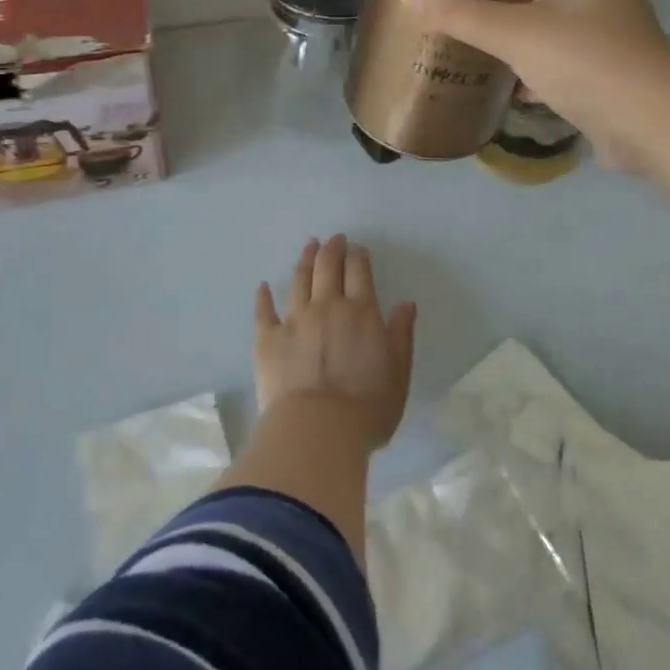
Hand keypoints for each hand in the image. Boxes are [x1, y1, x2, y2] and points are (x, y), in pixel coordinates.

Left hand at [252, 235, 416, 449]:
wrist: (317, 429)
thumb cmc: (367, 408)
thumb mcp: (398, 374)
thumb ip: (401, 336)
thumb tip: (406, 304)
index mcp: (361, 313)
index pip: (359, 272)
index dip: (358, 256)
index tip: (357, 249)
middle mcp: (326, 307)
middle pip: (328, 267)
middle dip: (332, 248)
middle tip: (334, 239)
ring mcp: (294, 320)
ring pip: (298, 280)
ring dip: (304, 260)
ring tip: (308, 247)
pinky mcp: (267, 339)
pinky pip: (264, 311)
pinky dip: (263, 297)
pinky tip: (262, 286)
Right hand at [402, 0, 669, 172]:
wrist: (647, 127)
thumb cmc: (588, 61)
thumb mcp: (516, 33)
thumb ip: (462, 15)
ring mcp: (611, 31)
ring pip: (571, 4)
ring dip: (537, 2)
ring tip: (491, 0)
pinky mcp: (605, 68)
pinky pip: (566, 48)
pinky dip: (538, 51)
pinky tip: (506, 63)